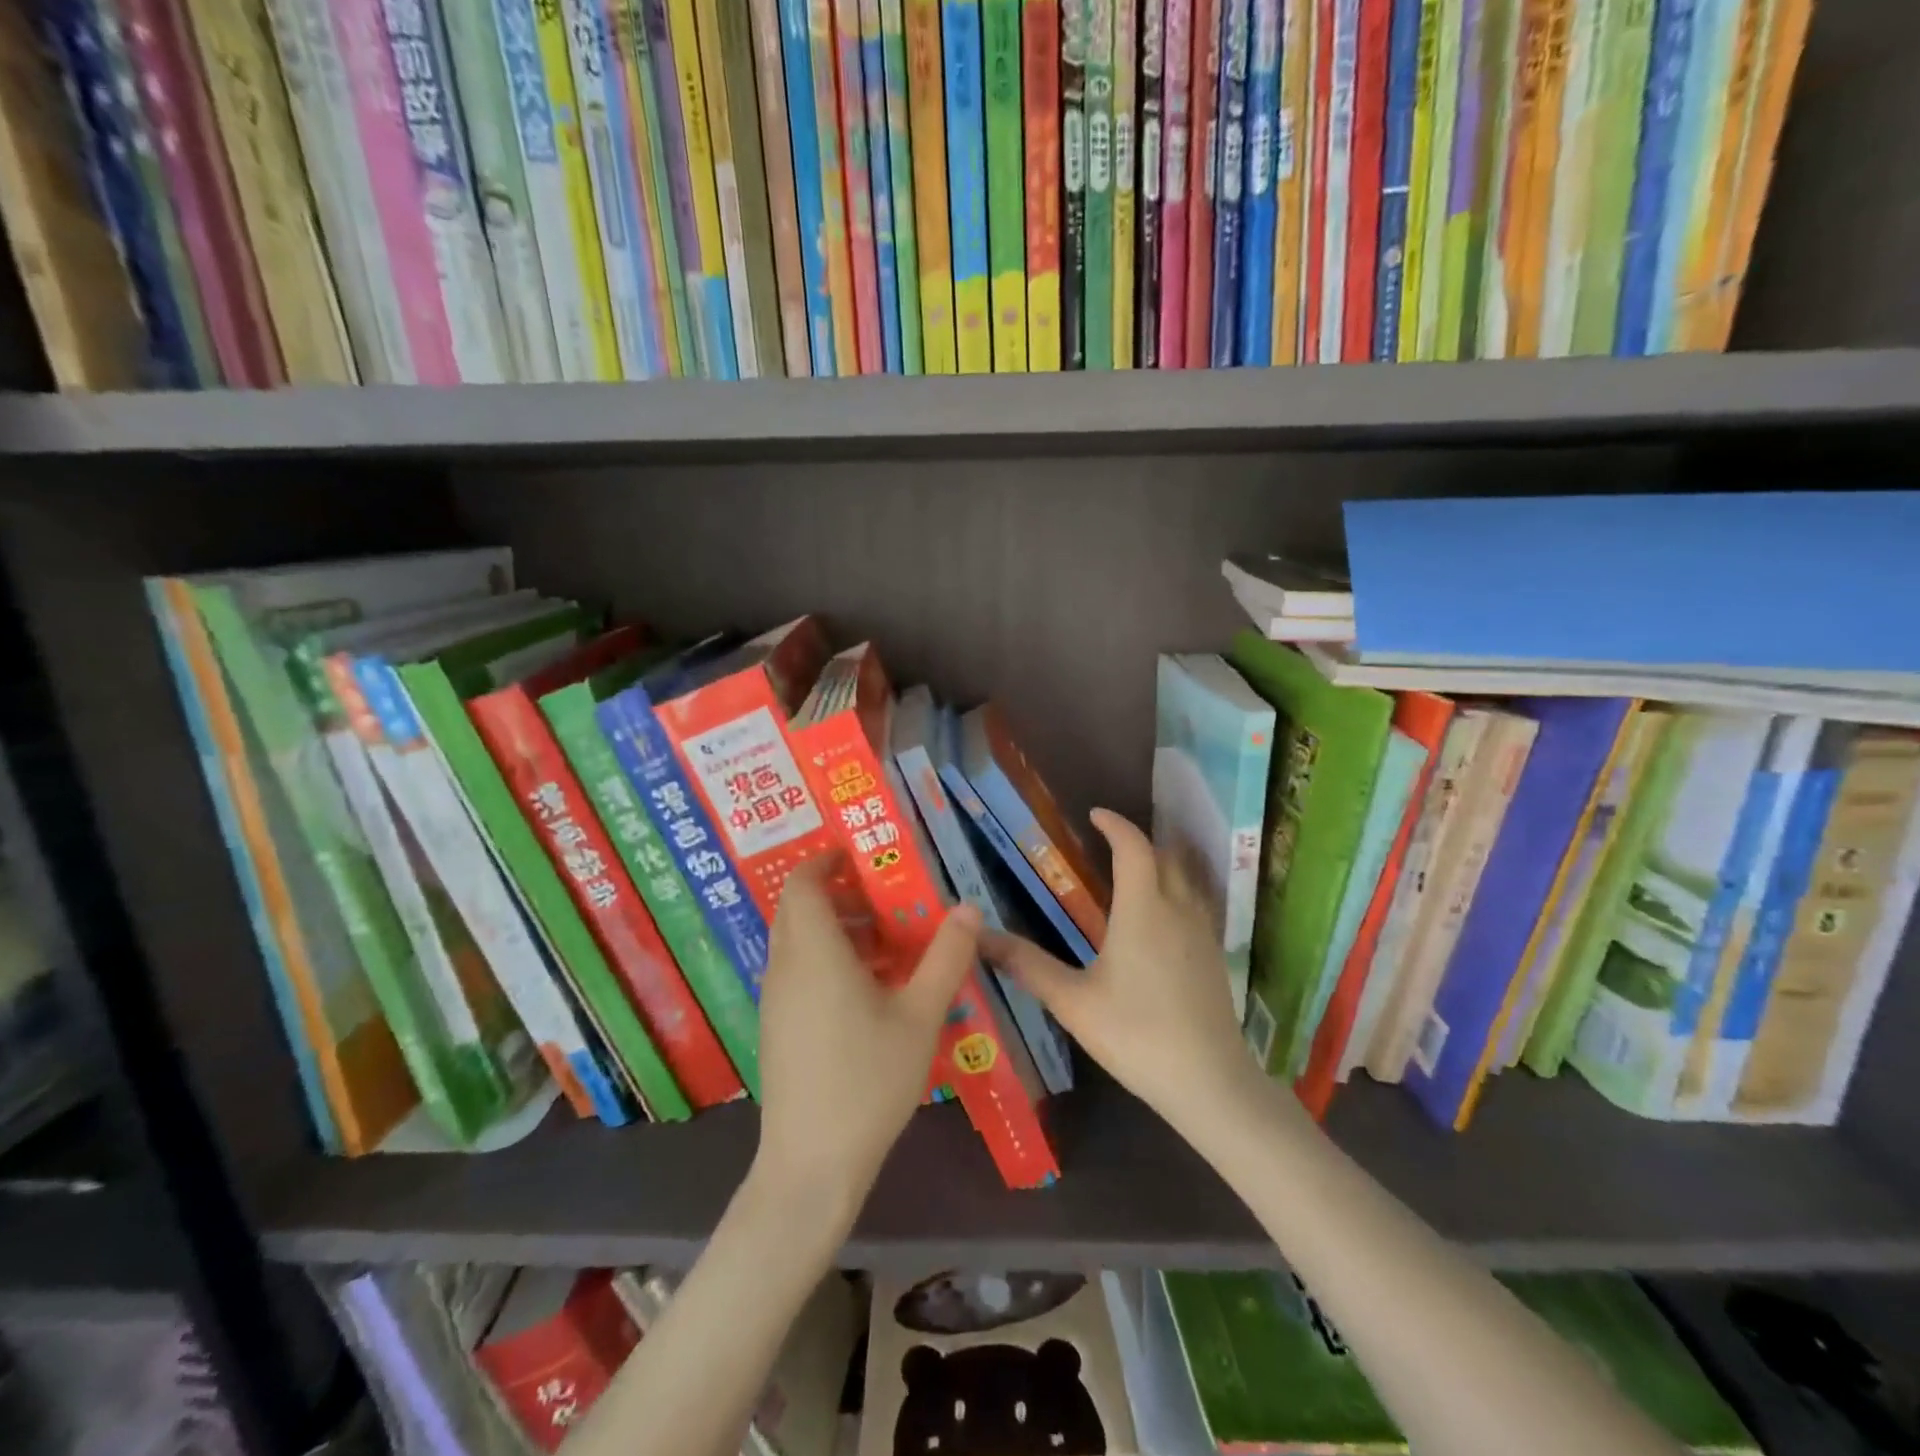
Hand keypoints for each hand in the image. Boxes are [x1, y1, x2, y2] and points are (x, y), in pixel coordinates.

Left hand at [753, 856, 982, 1214]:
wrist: (811, 1165)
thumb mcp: (920, 1015)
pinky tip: (870, 991)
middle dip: (839, 895)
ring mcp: (776, 1000)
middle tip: (887, 897)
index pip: (803, 884)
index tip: (860, 855)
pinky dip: (828, 961)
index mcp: (814, 952)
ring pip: (799, 943)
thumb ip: (946, 957)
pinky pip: (798, 972)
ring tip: (889, 944)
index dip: (826, 861)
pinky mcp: (777, 1028)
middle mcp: (785, 967)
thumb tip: (968, 908)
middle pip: (799, 910)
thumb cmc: (868, 1080)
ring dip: (837, 930)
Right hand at [982, 810, 1262, 1132]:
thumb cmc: (1135, 1034)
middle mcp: (1177, 909)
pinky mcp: (1215, 956)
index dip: (1115, 825)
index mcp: (1143, 909)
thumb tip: (981, 936)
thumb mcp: (1072, 1001)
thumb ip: (1027, 965)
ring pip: (1186, 879)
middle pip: (1166, 855)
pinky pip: (1196, 903)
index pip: (1133, 847)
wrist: (1209, 1083)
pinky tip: (1159, 919)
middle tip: (1109, 843)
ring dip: (1162, 863)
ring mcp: (1203, 932)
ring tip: (1133, 872)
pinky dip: (1176, 891)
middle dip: (1139, 841)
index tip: (1095, 815)